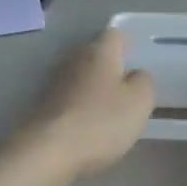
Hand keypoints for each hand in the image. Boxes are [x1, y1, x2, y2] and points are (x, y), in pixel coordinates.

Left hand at [21, 28, 155, 178]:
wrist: (48, 151)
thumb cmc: (101, 120)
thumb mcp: (140, 101)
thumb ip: (143, 81)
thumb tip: (136, 74)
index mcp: (99, 52)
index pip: (115, 34)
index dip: (128, 44)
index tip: (137, 59)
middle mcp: (74, 59)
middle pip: (95, 55)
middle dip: (110, 67)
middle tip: (127, 88)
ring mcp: (54, 83)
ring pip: (81, 77)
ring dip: (93, 88)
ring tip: (109, 110)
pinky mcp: (43, 106)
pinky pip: (69, 99)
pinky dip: (79, 107)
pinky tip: (88, 126)